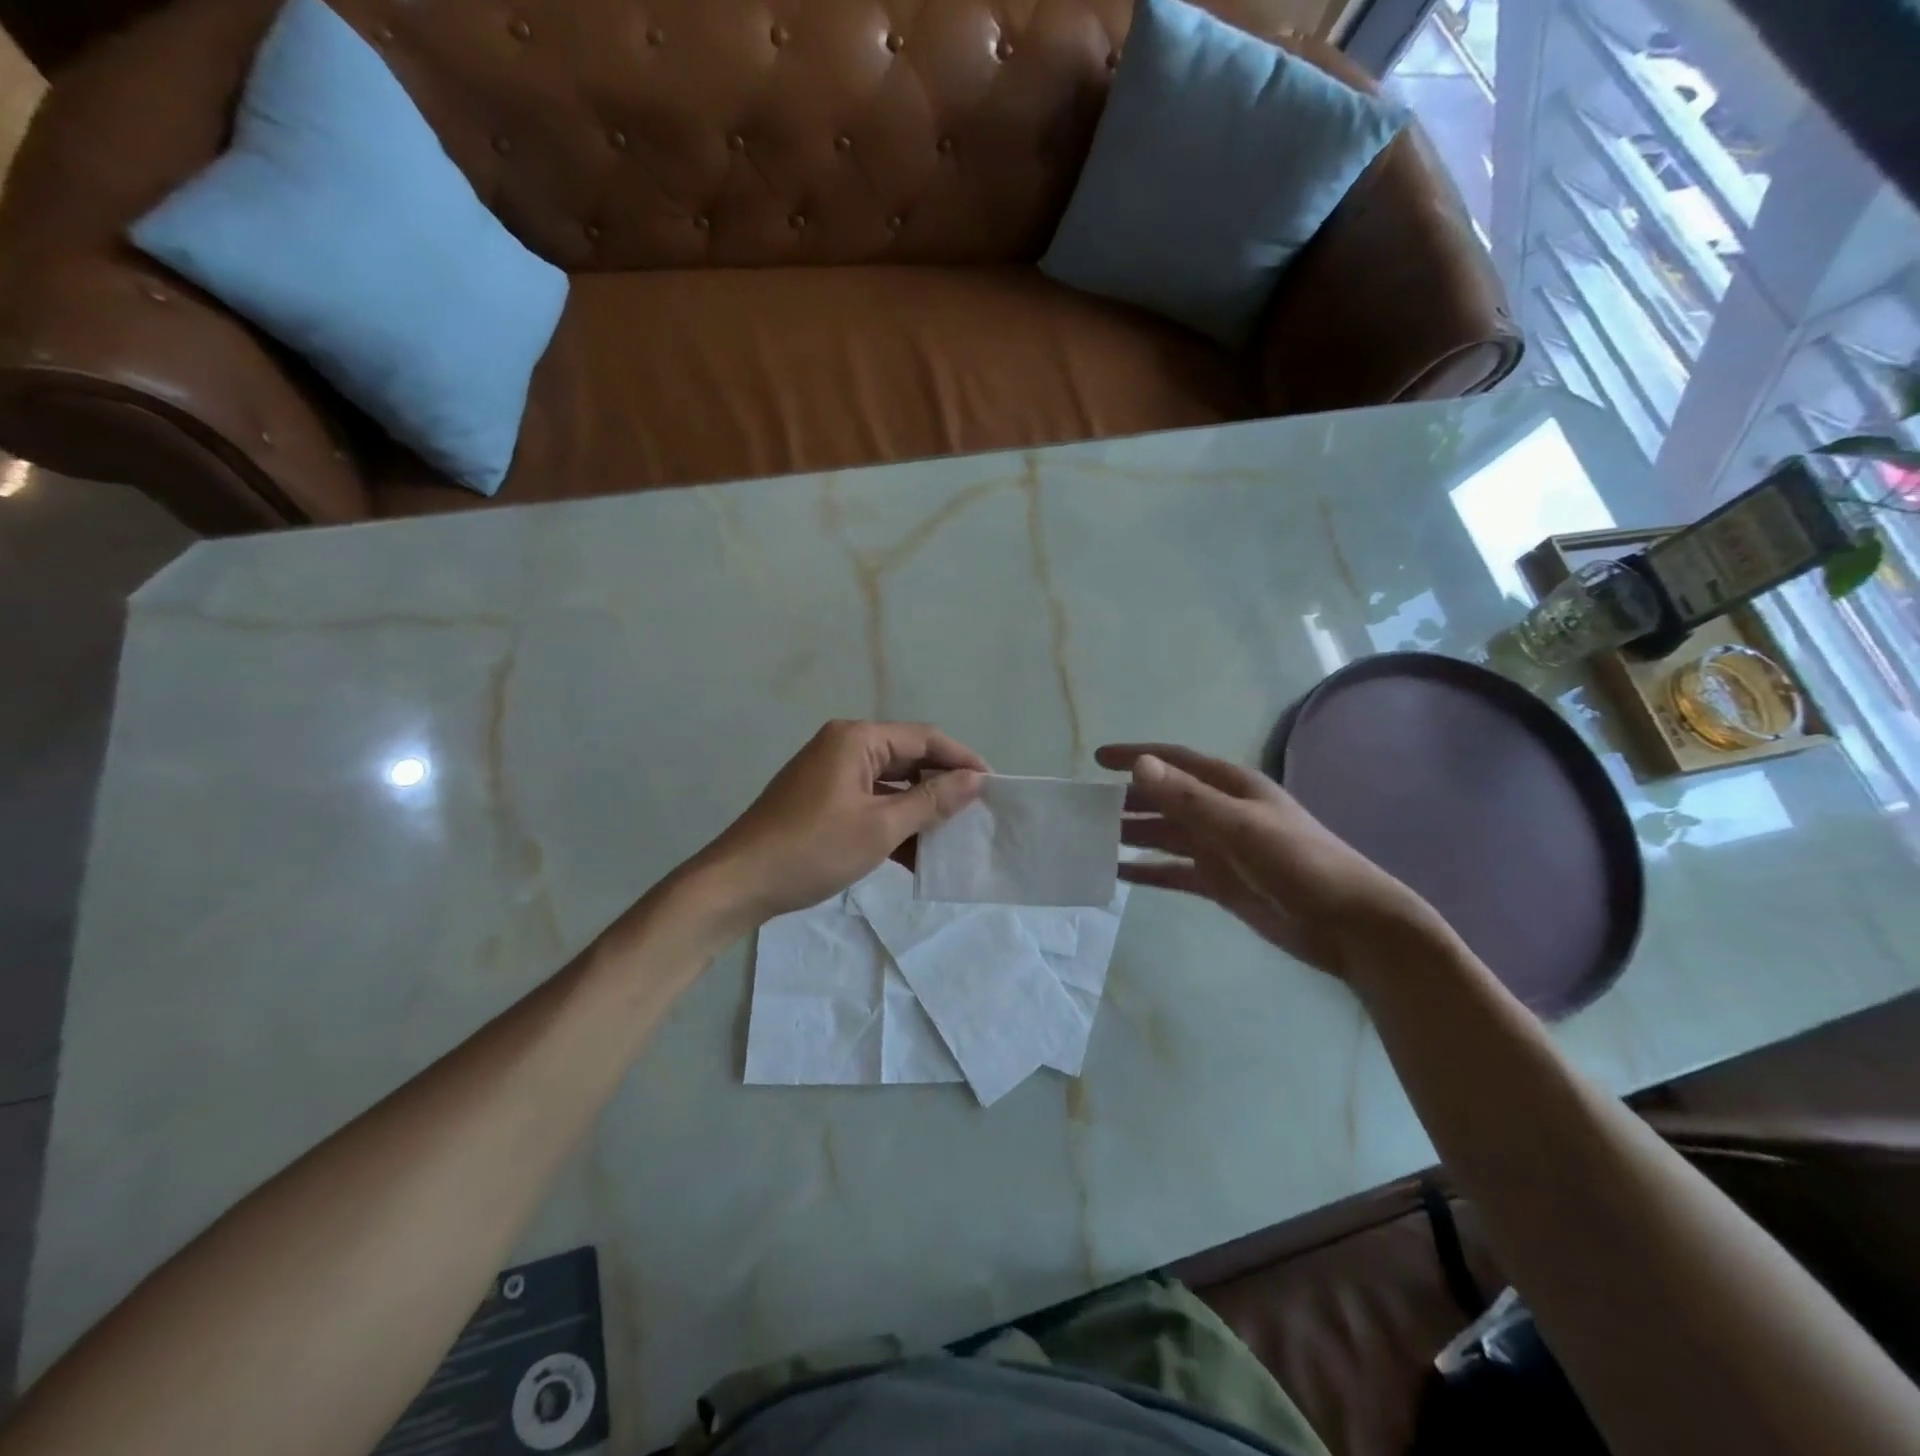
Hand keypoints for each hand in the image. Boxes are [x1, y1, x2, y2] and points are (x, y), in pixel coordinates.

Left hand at [694, 720, 987, 927]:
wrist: (739, 884)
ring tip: (955, 838)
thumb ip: (931, 800)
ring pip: (891, 786)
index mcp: (858, 739)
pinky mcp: (824, 802)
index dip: (962, 760)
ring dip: (920, 811)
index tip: (994, 786)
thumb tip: (975, 779)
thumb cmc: (813, 849)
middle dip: (942, 787)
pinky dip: (894, 824)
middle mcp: (845, 747)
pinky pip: (871, 804)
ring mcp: (832, 775)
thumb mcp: (881, 827)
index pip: (925, 739)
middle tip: (978, 814)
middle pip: (908, 759)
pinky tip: (918, 855)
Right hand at [1095, 742, 1438, 980]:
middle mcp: (1221, 812)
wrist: (1349, 925)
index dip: (1136, 756)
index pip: (1174, 762)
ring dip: (1132, 835)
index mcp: (1231, 787)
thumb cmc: (1299, 863)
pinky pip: (1173, 871)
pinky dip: (1148, 871)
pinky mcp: (1220, 883)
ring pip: (1165, 836)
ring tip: (1092, 840)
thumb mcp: (1241, 827)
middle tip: (1084, 808)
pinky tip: (1120, 874)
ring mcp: (1220, 849)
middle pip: (1164, 799)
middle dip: (1127, 800)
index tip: (1097, 759)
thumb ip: (1188, 799)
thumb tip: (1139, 766)